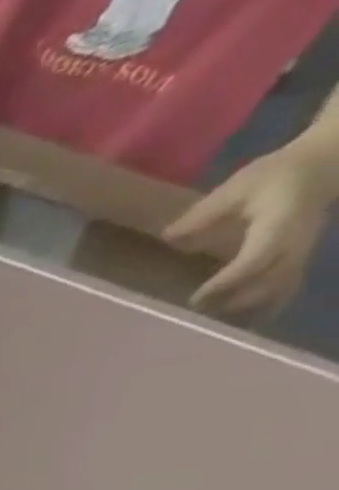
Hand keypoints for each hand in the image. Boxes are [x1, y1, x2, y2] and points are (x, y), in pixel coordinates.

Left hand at [165, 144, 336, 317]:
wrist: (325, 164)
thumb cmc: (278, 174)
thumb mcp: (239, 186)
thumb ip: (203, 214)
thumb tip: (167, 237)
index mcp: (281, 222)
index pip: (258, 258)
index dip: (228, 281)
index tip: (196, 299)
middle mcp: (297, 242)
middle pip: (270, 281)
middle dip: (233, 302)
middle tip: (193, 318)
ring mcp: (303, 252)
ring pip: (280, 289)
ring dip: (246, 309)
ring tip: (208, 324)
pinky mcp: (300, 259)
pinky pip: (287, 289)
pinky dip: (264, 308)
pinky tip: (236, 325)